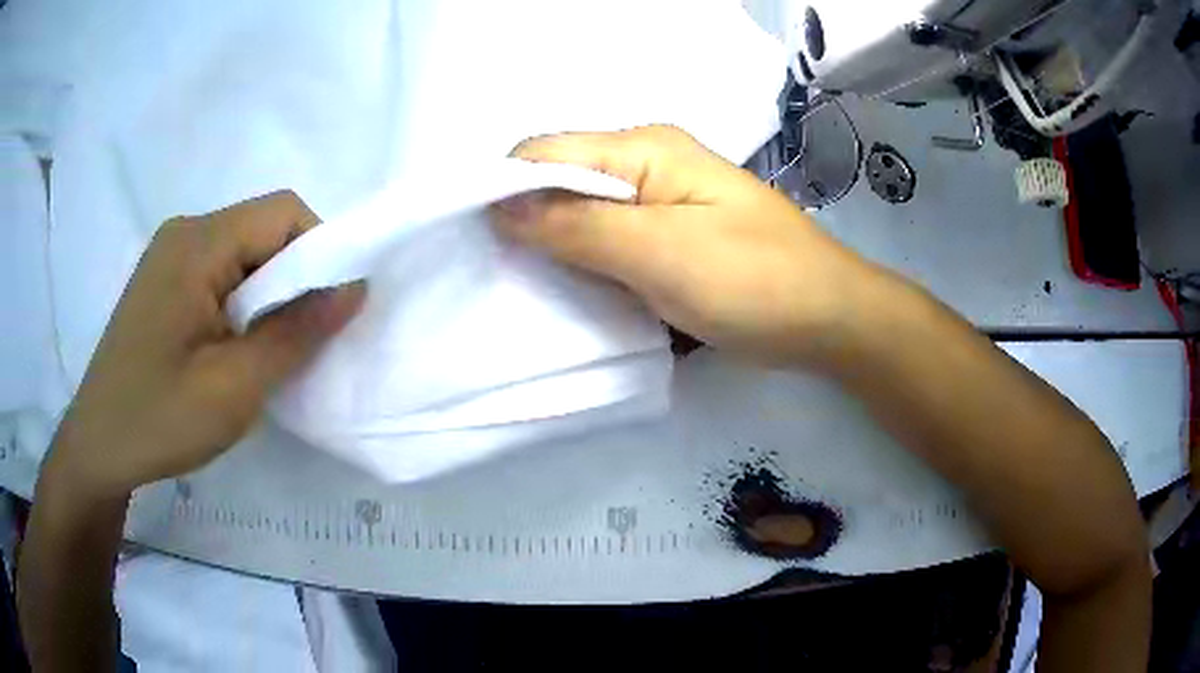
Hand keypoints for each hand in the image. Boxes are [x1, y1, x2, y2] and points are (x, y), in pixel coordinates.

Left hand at [44, 191, 364, 500]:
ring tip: (259, 355)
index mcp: (197, 243)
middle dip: (292, 281)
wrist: (99, 447)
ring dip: (267, 297)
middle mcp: (184, 233)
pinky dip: (242, 304)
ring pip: (244, 253)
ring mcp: (170, 256)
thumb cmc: (160, 418)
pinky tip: (230, 350)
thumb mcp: (235, 386)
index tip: (325, 314)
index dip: (319, 253)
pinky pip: (220, 273)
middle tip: (292, 346)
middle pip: (264, 229)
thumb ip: (296, 332)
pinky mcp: (164, 281)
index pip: (283, 213)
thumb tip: (354, 288)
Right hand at [492, 125, 878, 366]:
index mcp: (643, 149)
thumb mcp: (660, 253)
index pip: (544, 151)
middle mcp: (646, 162)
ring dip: (555, 246)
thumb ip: (577, 227)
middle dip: (526, 221)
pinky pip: (610, 238)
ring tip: (533, 290)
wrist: (828, 318)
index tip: (480, 244)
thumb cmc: (753, 282)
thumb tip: (501, 208)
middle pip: (560, 179)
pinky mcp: (671, 234)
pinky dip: (586, 262)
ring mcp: (661, 199)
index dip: (503, 189)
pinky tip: (576, 291)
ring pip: (582, 212)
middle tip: (504, 277)